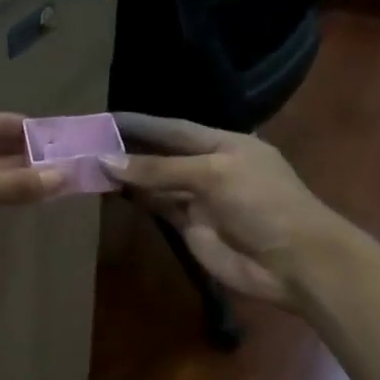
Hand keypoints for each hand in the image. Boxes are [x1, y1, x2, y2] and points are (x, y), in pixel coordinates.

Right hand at [102, 113, 340, 308]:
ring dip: (127, 176)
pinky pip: (158, 208)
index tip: (103, 118)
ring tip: (88, 167)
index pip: (172, 128)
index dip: (140, 123)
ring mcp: (198, 200)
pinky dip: (136, 200)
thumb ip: (159, 168)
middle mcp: (208, 167)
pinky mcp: (190, 229)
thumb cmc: (262, 203)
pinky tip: (109, 192)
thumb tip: (107, 161)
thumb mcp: (212, 175)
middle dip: (127, 149)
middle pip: (160, 155)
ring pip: (155, 183)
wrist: (294, 262)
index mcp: (223, 144)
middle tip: (85, 144)